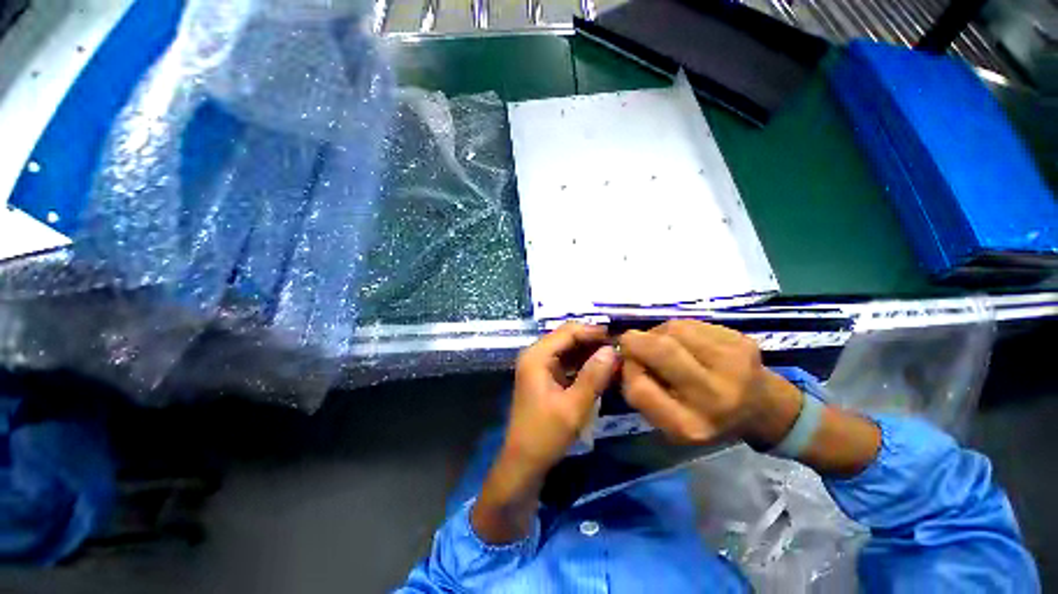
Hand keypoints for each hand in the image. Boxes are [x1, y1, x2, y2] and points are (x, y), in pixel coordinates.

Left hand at [473, 323, 617, 542]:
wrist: (523, 462)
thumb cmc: (545, 434)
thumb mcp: (574, 406)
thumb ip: (593, 376)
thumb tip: (612, 350)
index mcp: (537, 356)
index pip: (568, 332)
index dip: (592, 332)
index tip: (617, 338)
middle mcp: (535, 355)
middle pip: (567, 337)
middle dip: (592, 341)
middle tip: (619, 348)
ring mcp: (539, 366)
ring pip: (568, 349)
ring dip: (589, 352)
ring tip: (614, 357)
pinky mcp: (544, 377)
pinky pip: (566, 362)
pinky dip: (583, 364)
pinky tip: (601, 369)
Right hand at [618, 320, 802, 447]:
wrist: (762, 407)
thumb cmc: (705, 418)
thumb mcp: (668, 421)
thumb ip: (641, 392)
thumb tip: (625, 353)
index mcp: (692, 425)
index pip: (638, 388)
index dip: (627, 371)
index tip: (631, 367)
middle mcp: (716, 396)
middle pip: (659, 349)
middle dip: (635, 340)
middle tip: (632, 342)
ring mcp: (734, 364)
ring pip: (672, 329)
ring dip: (657, 333)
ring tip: (664, 344)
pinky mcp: (741, 340)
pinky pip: (690, 323)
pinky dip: (677, 329)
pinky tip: (686, 341)